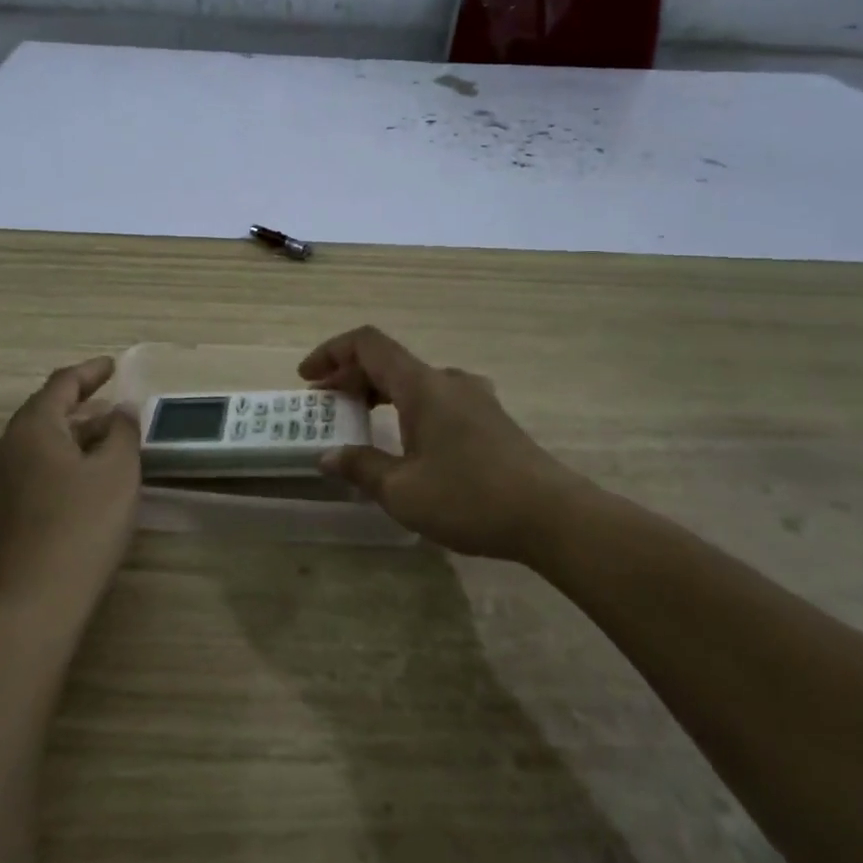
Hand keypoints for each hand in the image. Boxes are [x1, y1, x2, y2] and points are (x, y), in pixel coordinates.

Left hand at [0, 357, 141, 626]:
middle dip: (80, 404)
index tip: (113, 366)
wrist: (32, 603)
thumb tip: (120, 410)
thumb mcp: (118, 472)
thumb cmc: (82, 526)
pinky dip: (58, 460)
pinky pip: (31, 469)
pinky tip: (80, 479)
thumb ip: (122, 431)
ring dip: (70, 435)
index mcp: (33, 427)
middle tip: (112, 405)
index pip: (62, 383)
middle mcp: (6, 446)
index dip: (90, 371)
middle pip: (45, 411)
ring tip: (103, 440)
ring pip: (37, 443)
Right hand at [300, 326, 598, 563]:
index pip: (367, 344)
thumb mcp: (403, 491)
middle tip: (325, 405)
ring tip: (359, 421)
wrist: (554, 517)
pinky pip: (436, 398)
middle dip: (350, 377)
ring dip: (379, 393)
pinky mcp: (490, 419)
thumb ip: (361, 468)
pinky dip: (406, 407)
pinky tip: (406, 441)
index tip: (308, 378)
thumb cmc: (470, 498)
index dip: (331, 352)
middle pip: (388, 361)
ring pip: (413, 380)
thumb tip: (328, 456)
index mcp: (421, 385)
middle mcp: (447, 380)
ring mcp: (474, 398)